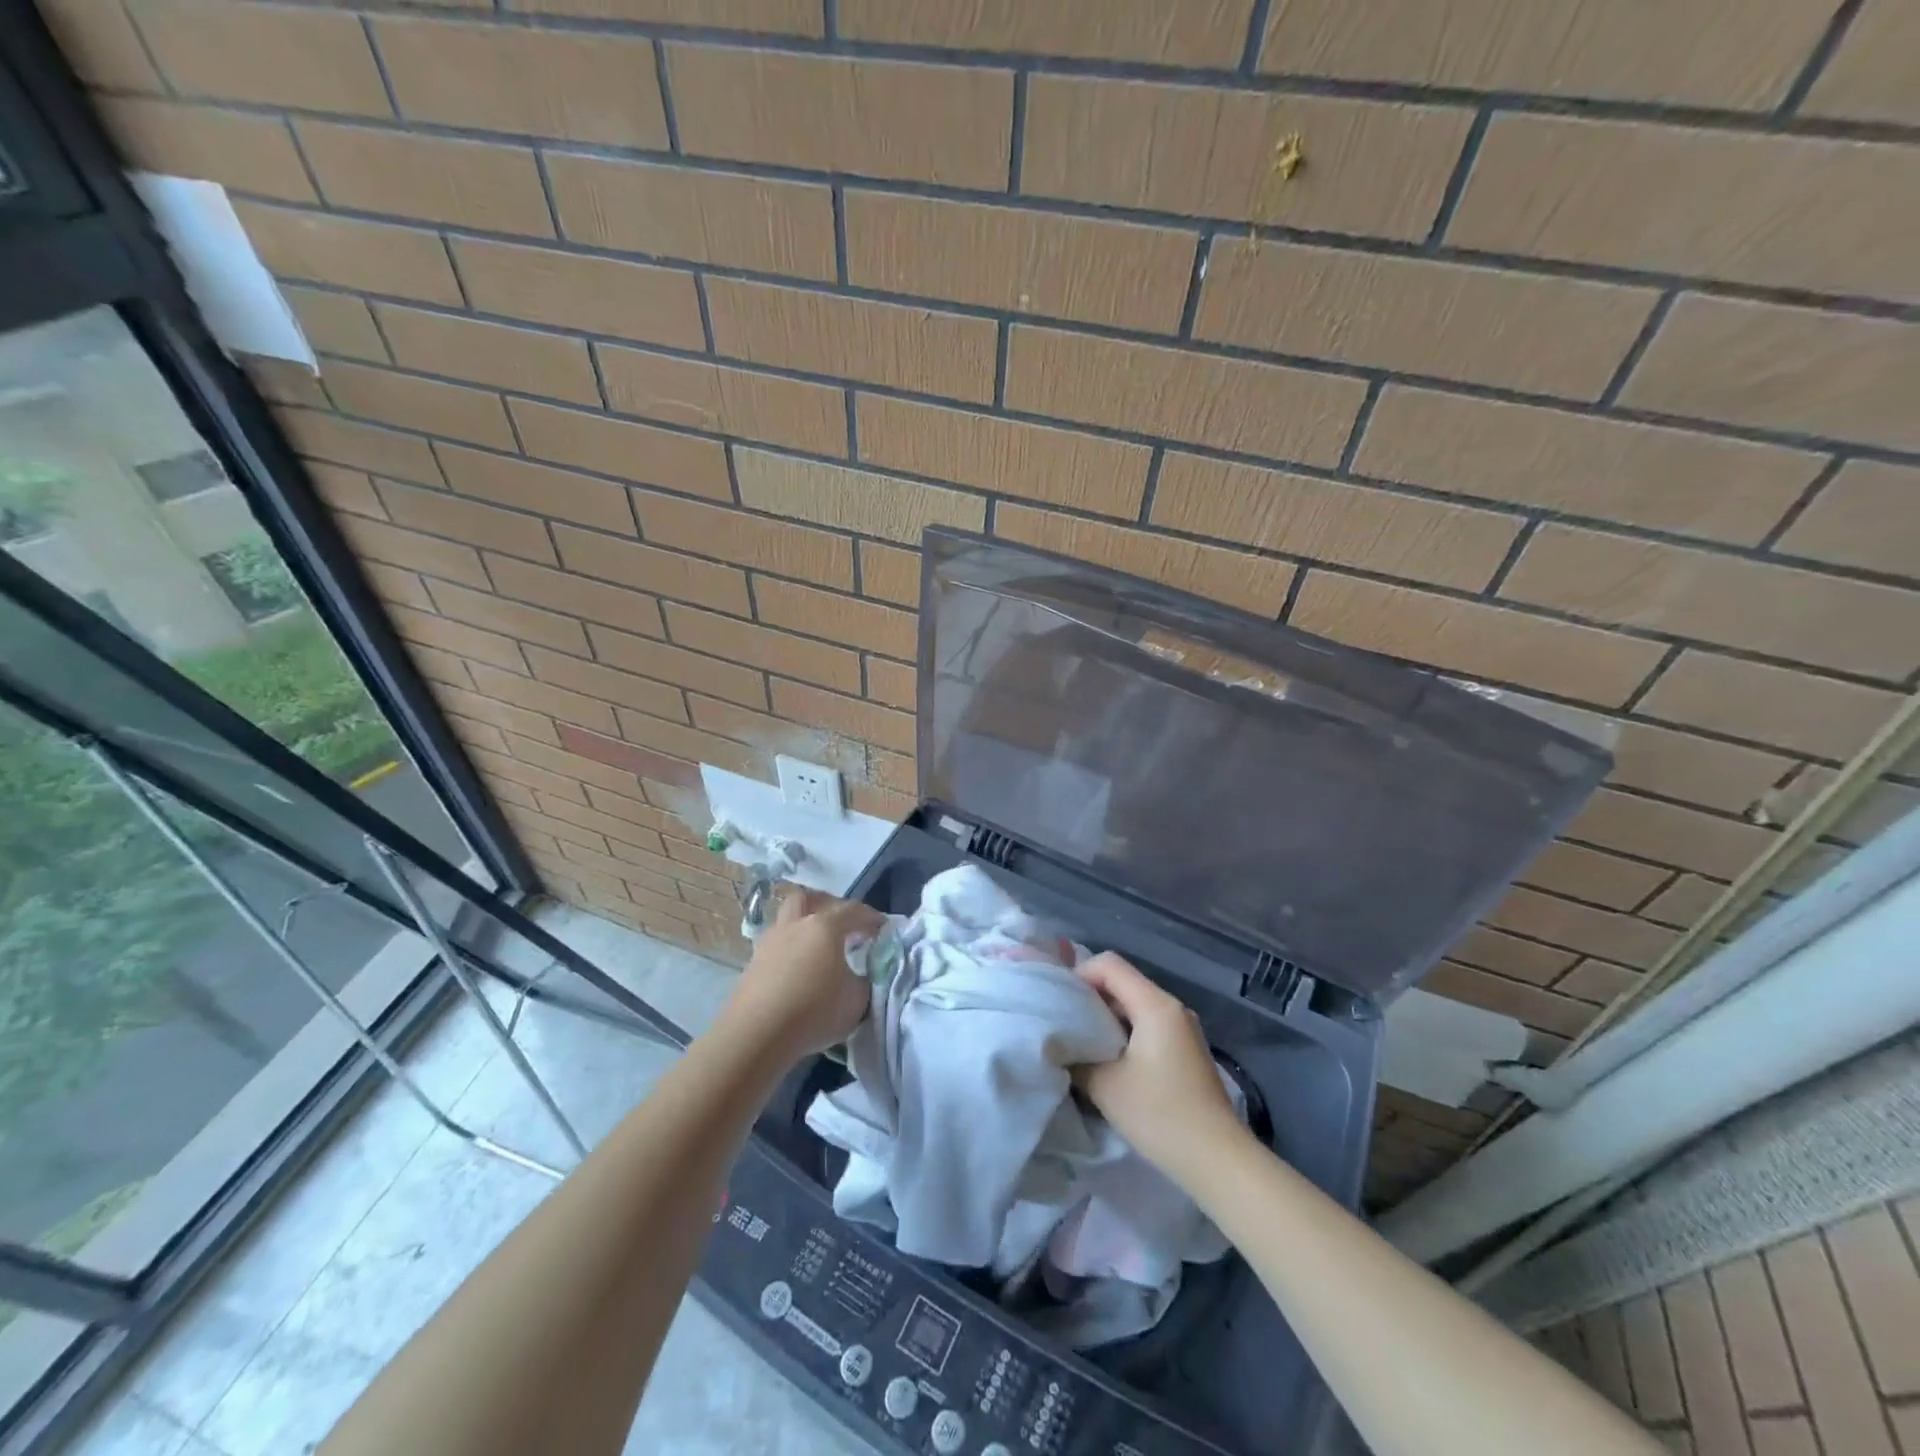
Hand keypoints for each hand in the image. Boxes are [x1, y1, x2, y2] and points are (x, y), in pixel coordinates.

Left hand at [719, 886, 881, 1062]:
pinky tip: (797, 971)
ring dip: (803, 927)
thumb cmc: (814, 1011)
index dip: (871, 917)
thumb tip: (861, 974)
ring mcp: (769, 943)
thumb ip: (866, 980)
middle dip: (828, 905)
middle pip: (809, 899)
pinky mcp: (752, 965)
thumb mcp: (857, 1000)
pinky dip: (789, 951)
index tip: (883, 928)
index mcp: (825, 927)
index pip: (853, 911)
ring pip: (787, 921)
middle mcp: (795, 926)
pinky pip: (775, 947)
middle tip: (842, 924)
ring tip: (817, 949)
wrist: (756, 1034)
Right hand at [1074, 953, 1243, 1180]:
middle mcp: (1172, 1007)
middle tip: (1063, 1023)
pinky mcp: (1186, 1049)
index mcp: (1155, 1004)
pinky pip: (1148, 1024)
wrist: (1218, 1160)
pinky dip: (1124, 1032)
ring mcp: (1183, 1028)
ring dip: (1106, 1018)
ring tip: (1082, 1044)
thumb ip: (1077, 1057)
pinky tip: (1110, 1061)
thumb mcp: (1105, 1086)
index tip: (1059, 1002)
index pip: (1109, 964)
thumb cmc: (1160, 1115)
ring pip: (1135, 1004)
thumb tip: (1061, 1046)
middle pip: (1122, 982)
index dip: (1079, 975)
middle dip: (1090, 997)